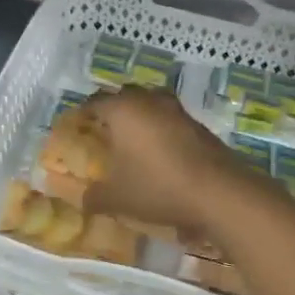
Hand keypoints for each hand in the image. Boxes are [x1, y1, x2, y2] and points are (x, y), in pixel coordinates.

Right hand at [76, 87, 258, 237]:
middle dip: (113, 109)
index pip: (95, 101)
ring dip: (141, 116)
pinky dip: (161, 129)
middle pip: (125, 95)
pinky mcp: (198, 125)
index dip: (83, 113)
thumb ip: (94, 197)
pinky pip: (170, 119)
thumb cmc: (157, 187)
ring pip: (151, 103)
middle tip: (104, 130)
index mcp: (123, 110)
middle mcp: (150, 101)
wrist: (218, 192)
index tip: (77, 127)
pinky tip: (160, 152)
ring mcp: (177, 111)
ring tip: (133, 139)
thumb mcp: (117, 198)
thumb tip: (82, 199)